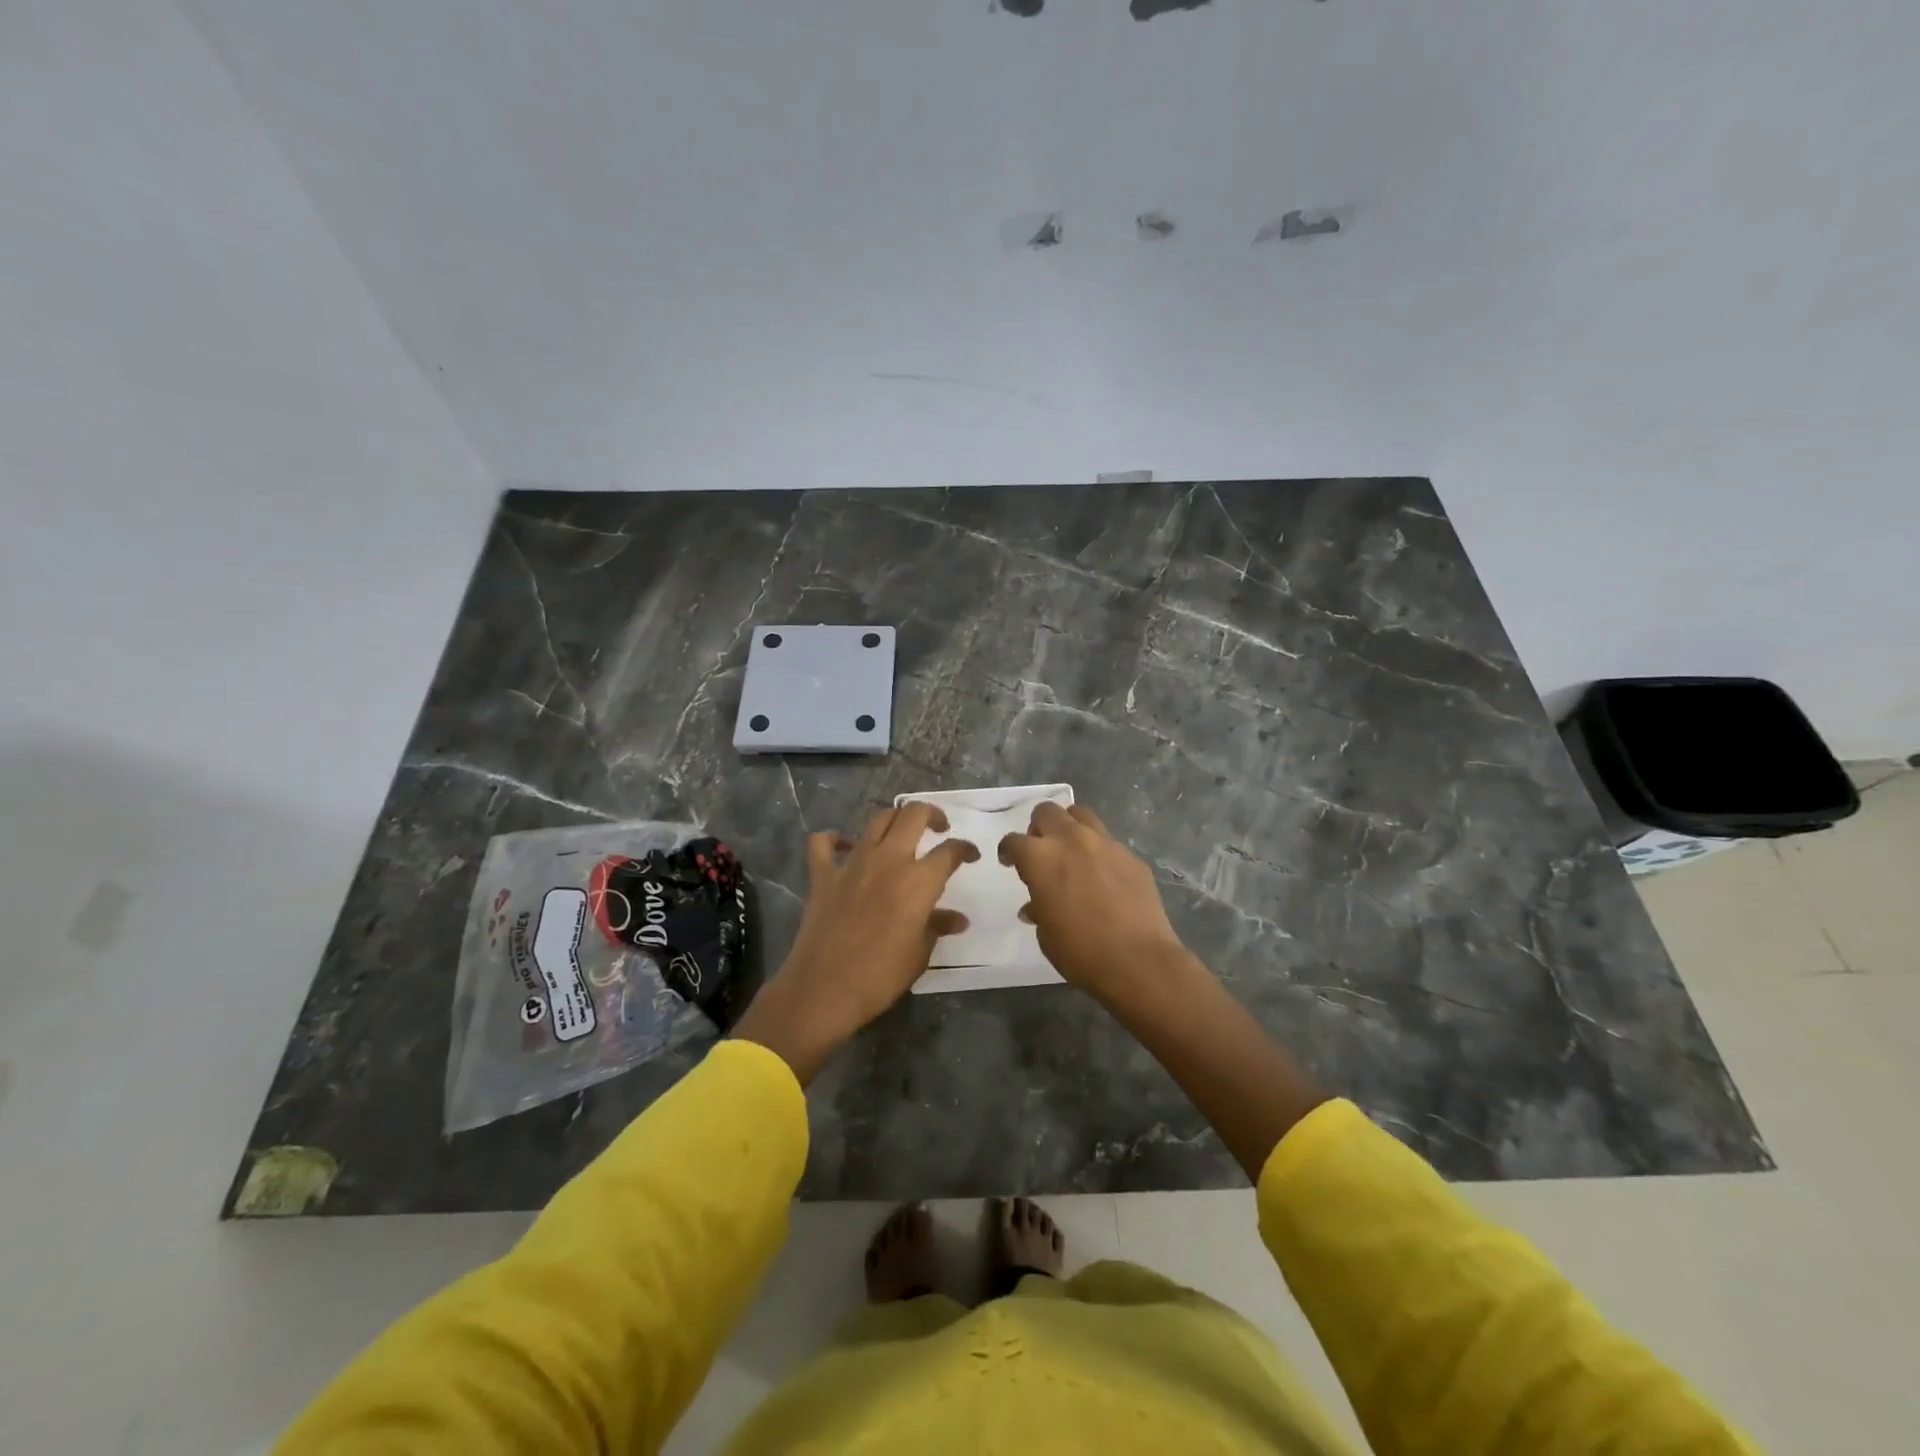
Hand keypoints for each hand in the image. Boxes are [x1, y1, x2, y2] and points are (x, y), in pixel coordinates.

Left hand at [733, 803, 977, 1081]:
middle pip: (913, 815)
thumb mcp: (920, 954)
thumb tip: (957, 919)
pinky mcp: (823, 875)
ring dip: (894, 820)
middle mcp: (888, 860)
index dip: (964, 849)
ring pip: (877, 820)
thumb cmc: (881, 976)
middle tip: (939, 828)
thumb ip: (938, 926)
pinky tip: (845, 846)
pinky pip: (824, 843)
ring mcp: (852, 863)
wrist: (824, 989)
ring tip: (902, 833)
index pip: (950, 851)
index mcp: (918, 880)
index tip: (970, 855)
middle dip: (932, 814)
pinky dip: (835, 839)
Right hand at [998, 802, 1197, 1007]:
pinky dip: (1099, 851)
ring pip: (1081, 815)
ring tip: (1071, 851)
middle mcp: (1071, 840)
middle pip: (1047, 812)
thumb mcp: (1046, 934)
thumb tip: (1036, 906)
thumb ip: (1038, 908)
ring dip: (1070, 827)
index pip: (1014, 841)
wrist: (1138, 961)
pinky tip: (1103, 876)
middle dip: (1038, 828)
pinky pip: (1109, 842)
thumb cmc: (1080, 951)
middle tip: (1041, 851)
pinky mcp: (1131, 856)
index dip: (1008, 851)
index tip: (1010, 862)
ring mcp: (1105, 844)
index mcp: (1041, 858)